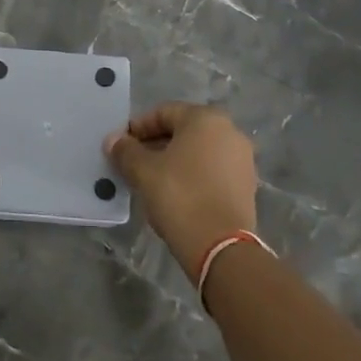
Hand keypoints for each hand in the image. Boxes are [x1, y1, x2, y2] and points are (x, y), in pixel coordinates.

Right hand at [106, 102, 258, 272]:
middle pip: (182, 131)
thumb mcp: (143, 171)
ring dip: (172, 161)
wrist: (221, 247)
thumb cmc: (179, 196)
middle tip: (132, 163)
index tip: (120, 146)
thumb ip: (125, 151)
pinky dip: (191, 175)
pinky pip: (211, 170)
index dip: (137, 128)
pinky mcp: (246, 185)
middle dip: (155, 144)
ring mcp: (242, 159)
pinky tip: (174, 194)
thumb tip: (113, 140)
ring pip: (198, 152)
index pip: (163, 113)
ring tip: (150, 180)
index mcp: (206, 118)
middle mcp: (229, 132)